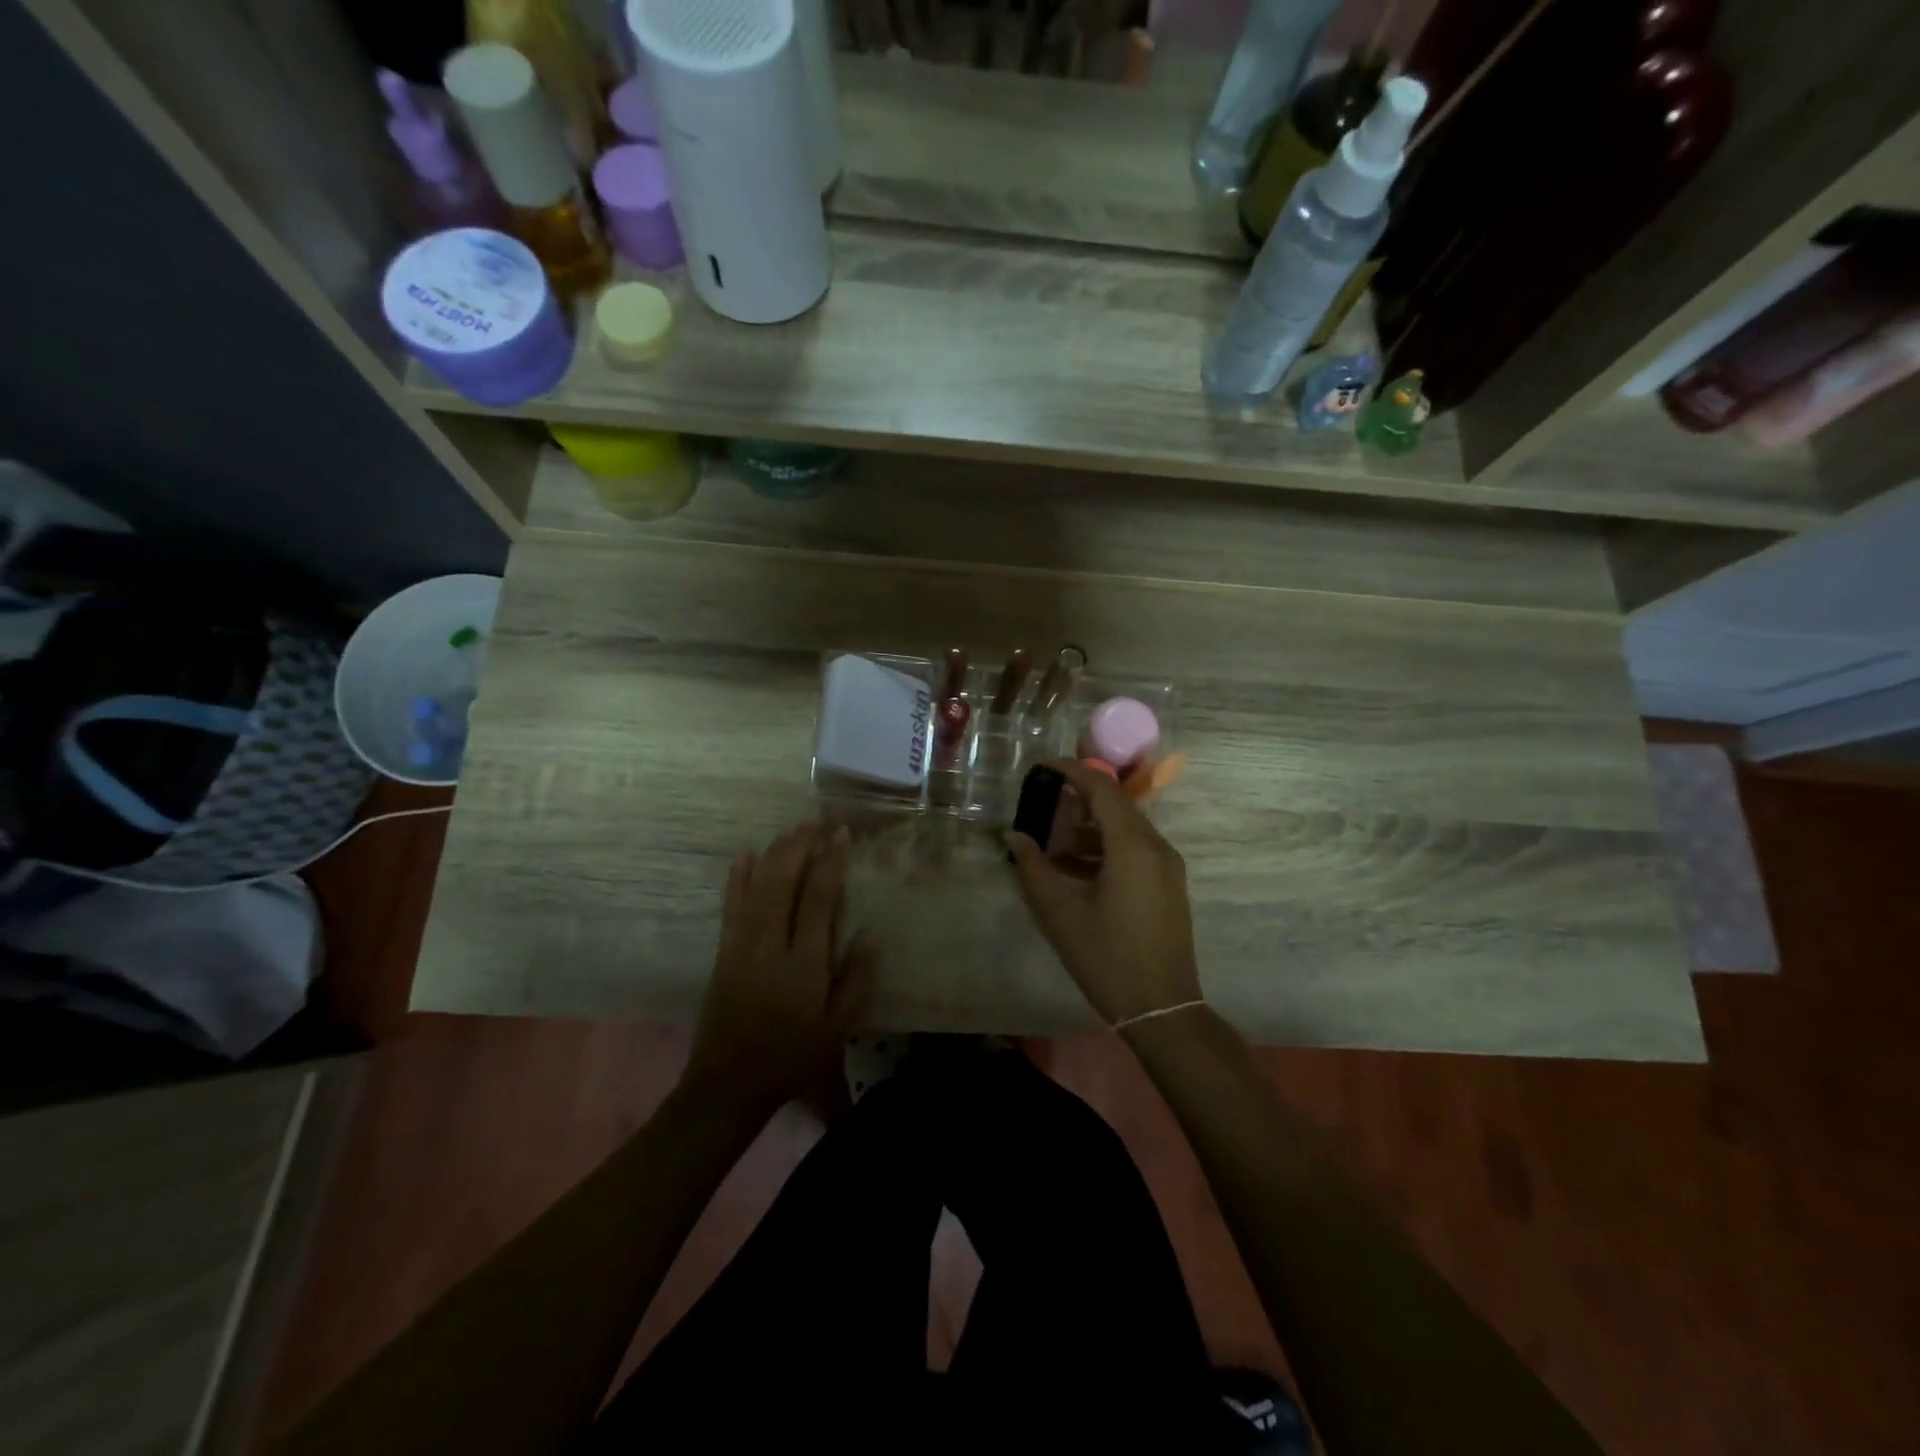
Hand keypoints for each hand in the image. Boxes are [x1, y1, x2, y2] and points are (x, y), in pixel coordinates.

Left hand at [684, 820, 877, 1116]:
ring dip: (775, 852)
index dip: (831, 862)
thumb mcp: (836, 1029)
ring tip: (793, 827)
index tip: (842, 834)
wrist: (729, 1084)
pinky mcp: (724, 951)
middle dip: (801, 844)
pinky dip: (737, 877)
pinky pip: (730, 905)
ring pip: (758, 885)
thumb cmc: (792, 1058)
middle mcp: (770, 945)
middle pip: (784, 881)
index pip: (818, 899)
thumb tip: (869, 935)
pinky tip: (744, 854)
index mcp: (803, 963)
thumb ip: (855, 981)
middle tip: (817, 816)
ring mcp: (742, 945)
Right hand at [1007, 760, 1202, 1025]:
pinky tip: (1075, 867)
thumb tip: (1014, 837)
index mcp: (1133, 846)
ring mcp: (1167, 867)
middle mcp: (1156, 847)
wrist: (1163, 1008)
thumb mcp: (1061, 913)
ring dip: (1089, 826)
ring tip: (1051, 840)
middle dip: (1078, 798)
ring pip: (1125, 828)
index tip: (1043, 767)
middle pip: (1116, 805)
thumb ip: (1034, 868)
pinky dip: (1104, 847)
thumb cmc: (1107, 958)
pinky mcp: (1168, 885)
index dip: (1072, 771)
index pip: (1102, 789)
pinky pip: (1134, 849)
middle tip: (1042, 801)